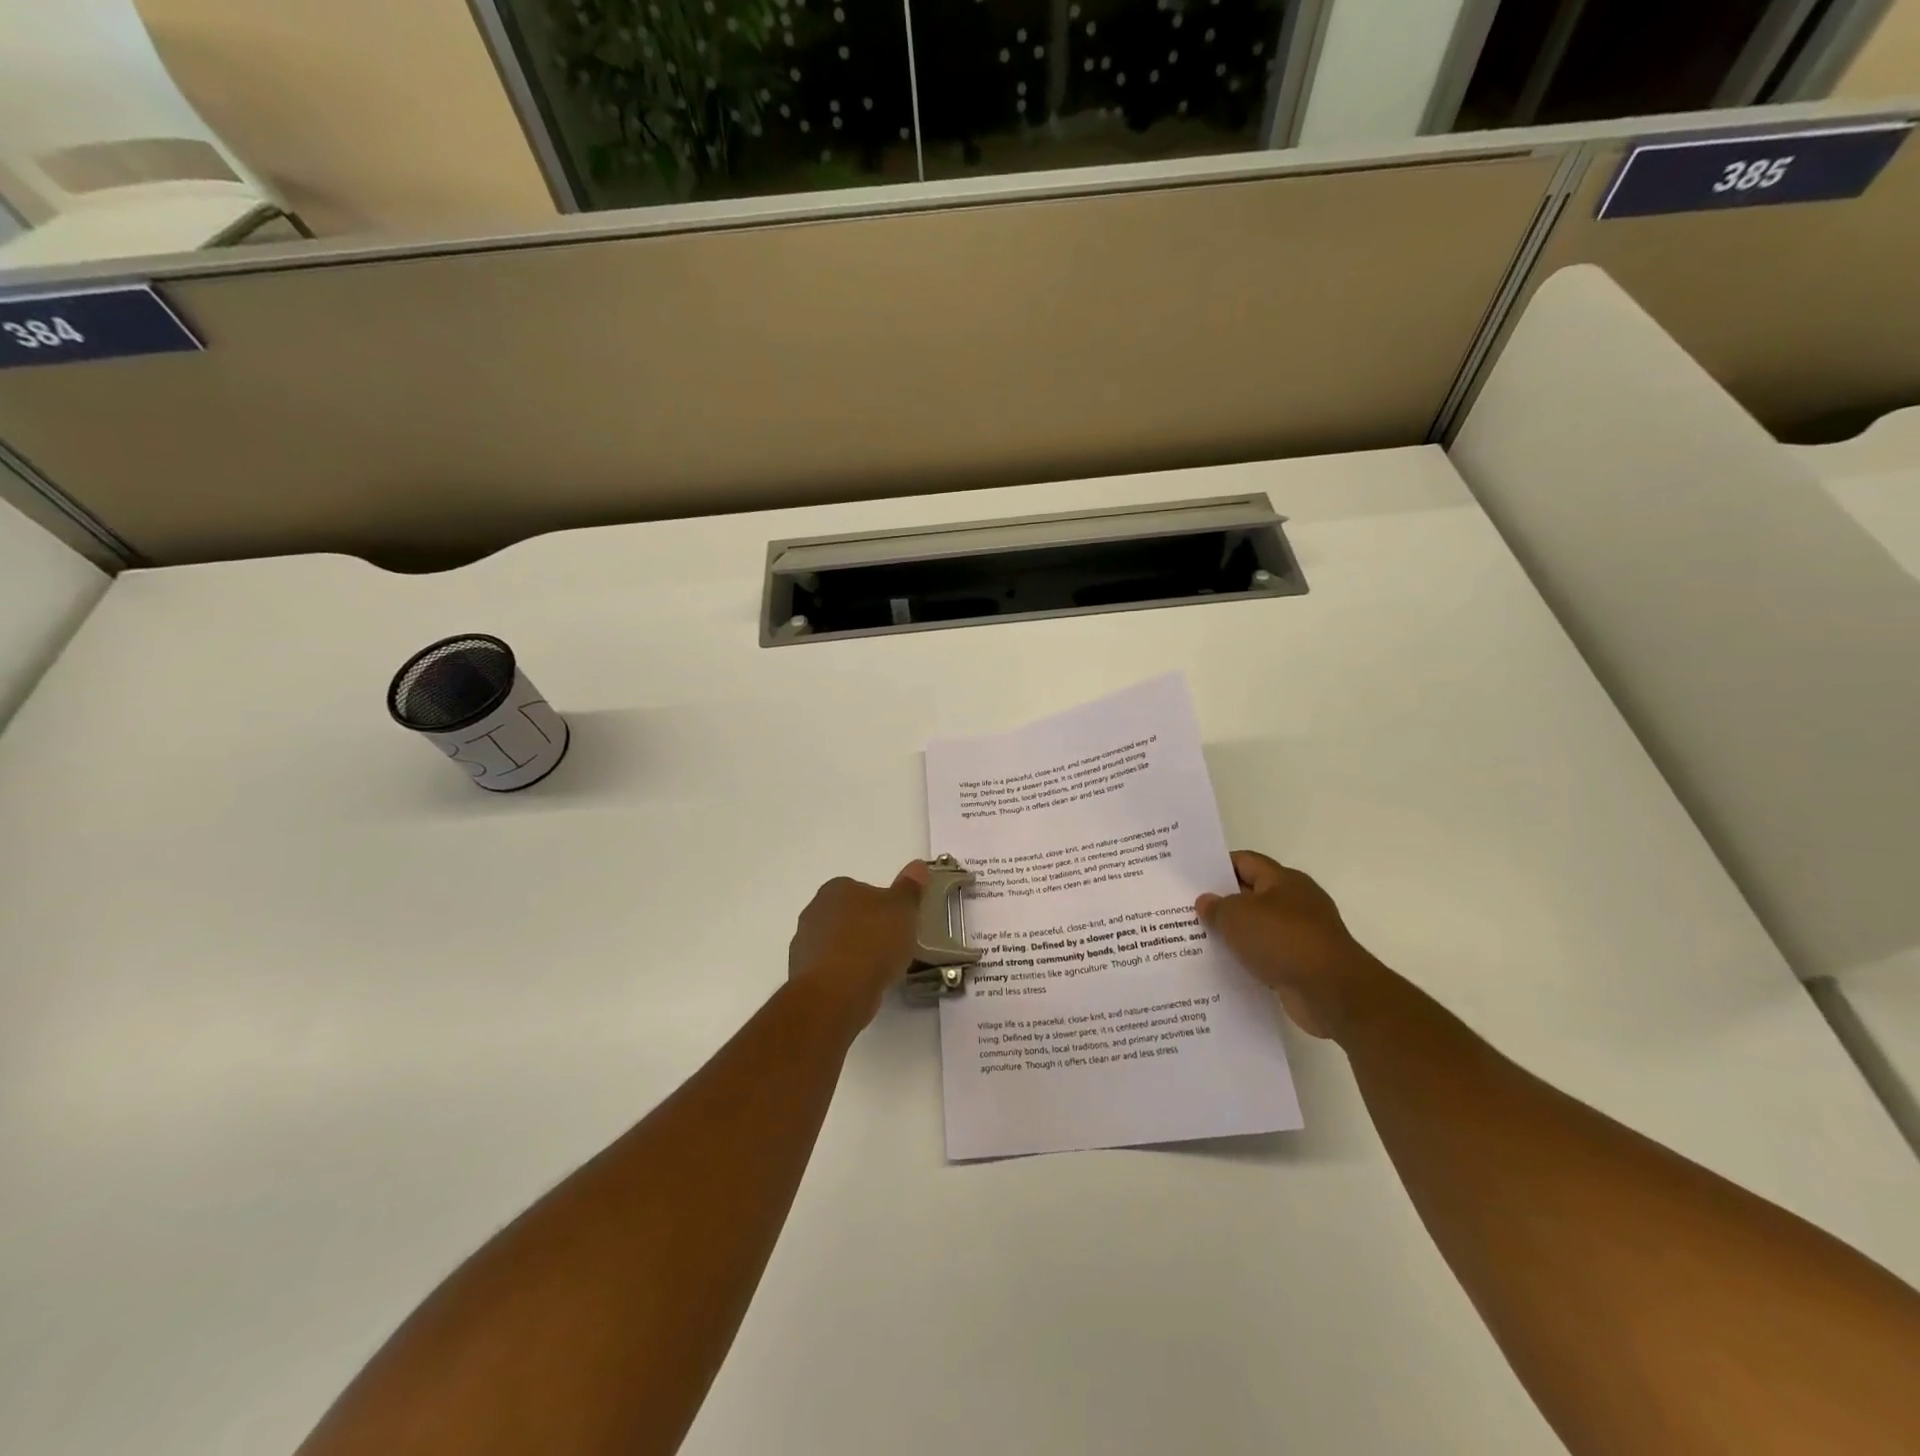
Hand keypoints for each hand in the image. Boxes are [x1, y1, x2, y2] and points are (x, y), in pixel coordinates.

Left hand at [788, 862, 929, 1028]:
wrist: (836, 993)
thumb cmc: (872, 942)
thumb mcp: (902, 910)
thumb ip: (910, 888)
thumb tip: (918, 866)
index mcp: (836, 888)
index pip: (861, 889)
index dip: (882, 906)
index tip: (897, 923)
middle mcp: (814, 910)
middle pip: (848, 916)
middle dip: (866, 928)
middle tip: (891, 945)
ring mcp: (804, 943)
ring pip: (837, 943)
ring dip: (854, 952)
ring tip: (879, 970)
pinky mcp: (802, 975)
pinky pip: (830, 969)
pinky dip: (844, 975)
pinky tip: (861, 986)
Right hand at [1196, 852, 1381, 1039]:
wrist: (1332, 992)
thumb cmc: (1283, 940)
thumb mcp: (1237, 916)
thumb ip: (1217, 907)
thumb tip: (1206, 901)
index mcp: (1284, 880)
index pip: (1245, 862)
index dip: (1217, 866)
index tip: (1191, 878)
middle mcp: (1296, 902)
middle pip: (1252, 895)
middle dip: (1223, 902)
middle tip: (1188, 909)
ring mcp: (1303, 935)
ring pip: (1259, 928)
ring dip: (1236, 934)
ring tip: (1200, 939)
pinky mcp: (1304, 965)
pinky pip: (1269, 955)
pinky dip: (1250, 959)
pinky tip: (1226, 967)